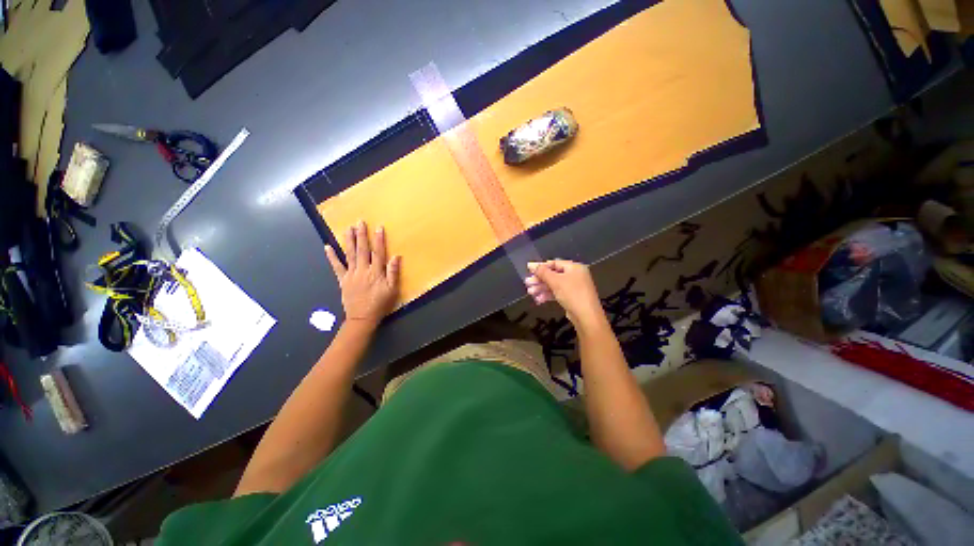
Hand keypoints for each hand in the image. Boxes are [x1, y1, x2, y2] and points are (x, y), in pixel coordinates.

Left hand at [325, 221, 400, 326]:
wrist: (362, 317)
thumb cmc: (380, 303)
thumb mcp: (392, 290)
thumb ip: (393, 273)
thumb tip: (396, 256)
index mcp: (376, 272)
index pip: (378, 252)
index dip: (379, 240)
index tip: (378, 227)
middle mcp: (363, 270)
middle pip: (362, 250)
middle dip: (361, 235)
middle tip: (359, 222)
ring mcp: (351, 274)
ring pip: (350, 254)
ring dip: (349, 240)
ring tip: (348, 228)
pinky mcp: (342, 280)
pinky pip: (336, 266)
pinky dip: (332, 256)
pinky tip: (327, 247)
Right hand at [525, 260, 604, 328]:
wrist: (586, 316)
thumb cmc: (572, 294)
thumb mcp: (555, 281)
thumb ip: (542, 272)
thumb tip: (531, 265)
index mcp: (574, 267)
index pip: (554, 263)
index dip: (541, 266)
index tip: (528, 270)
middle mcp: (575, 275)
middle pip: (553, 274)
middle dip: (540, 279)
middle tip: (527, 283)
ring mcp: (574, 287)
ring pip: (554, 285)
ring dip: (542, 288)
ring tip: (530, 293)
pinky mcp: (572, 298)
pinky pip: (557, 293)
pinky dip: (548, 295)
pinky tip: (538, 300)